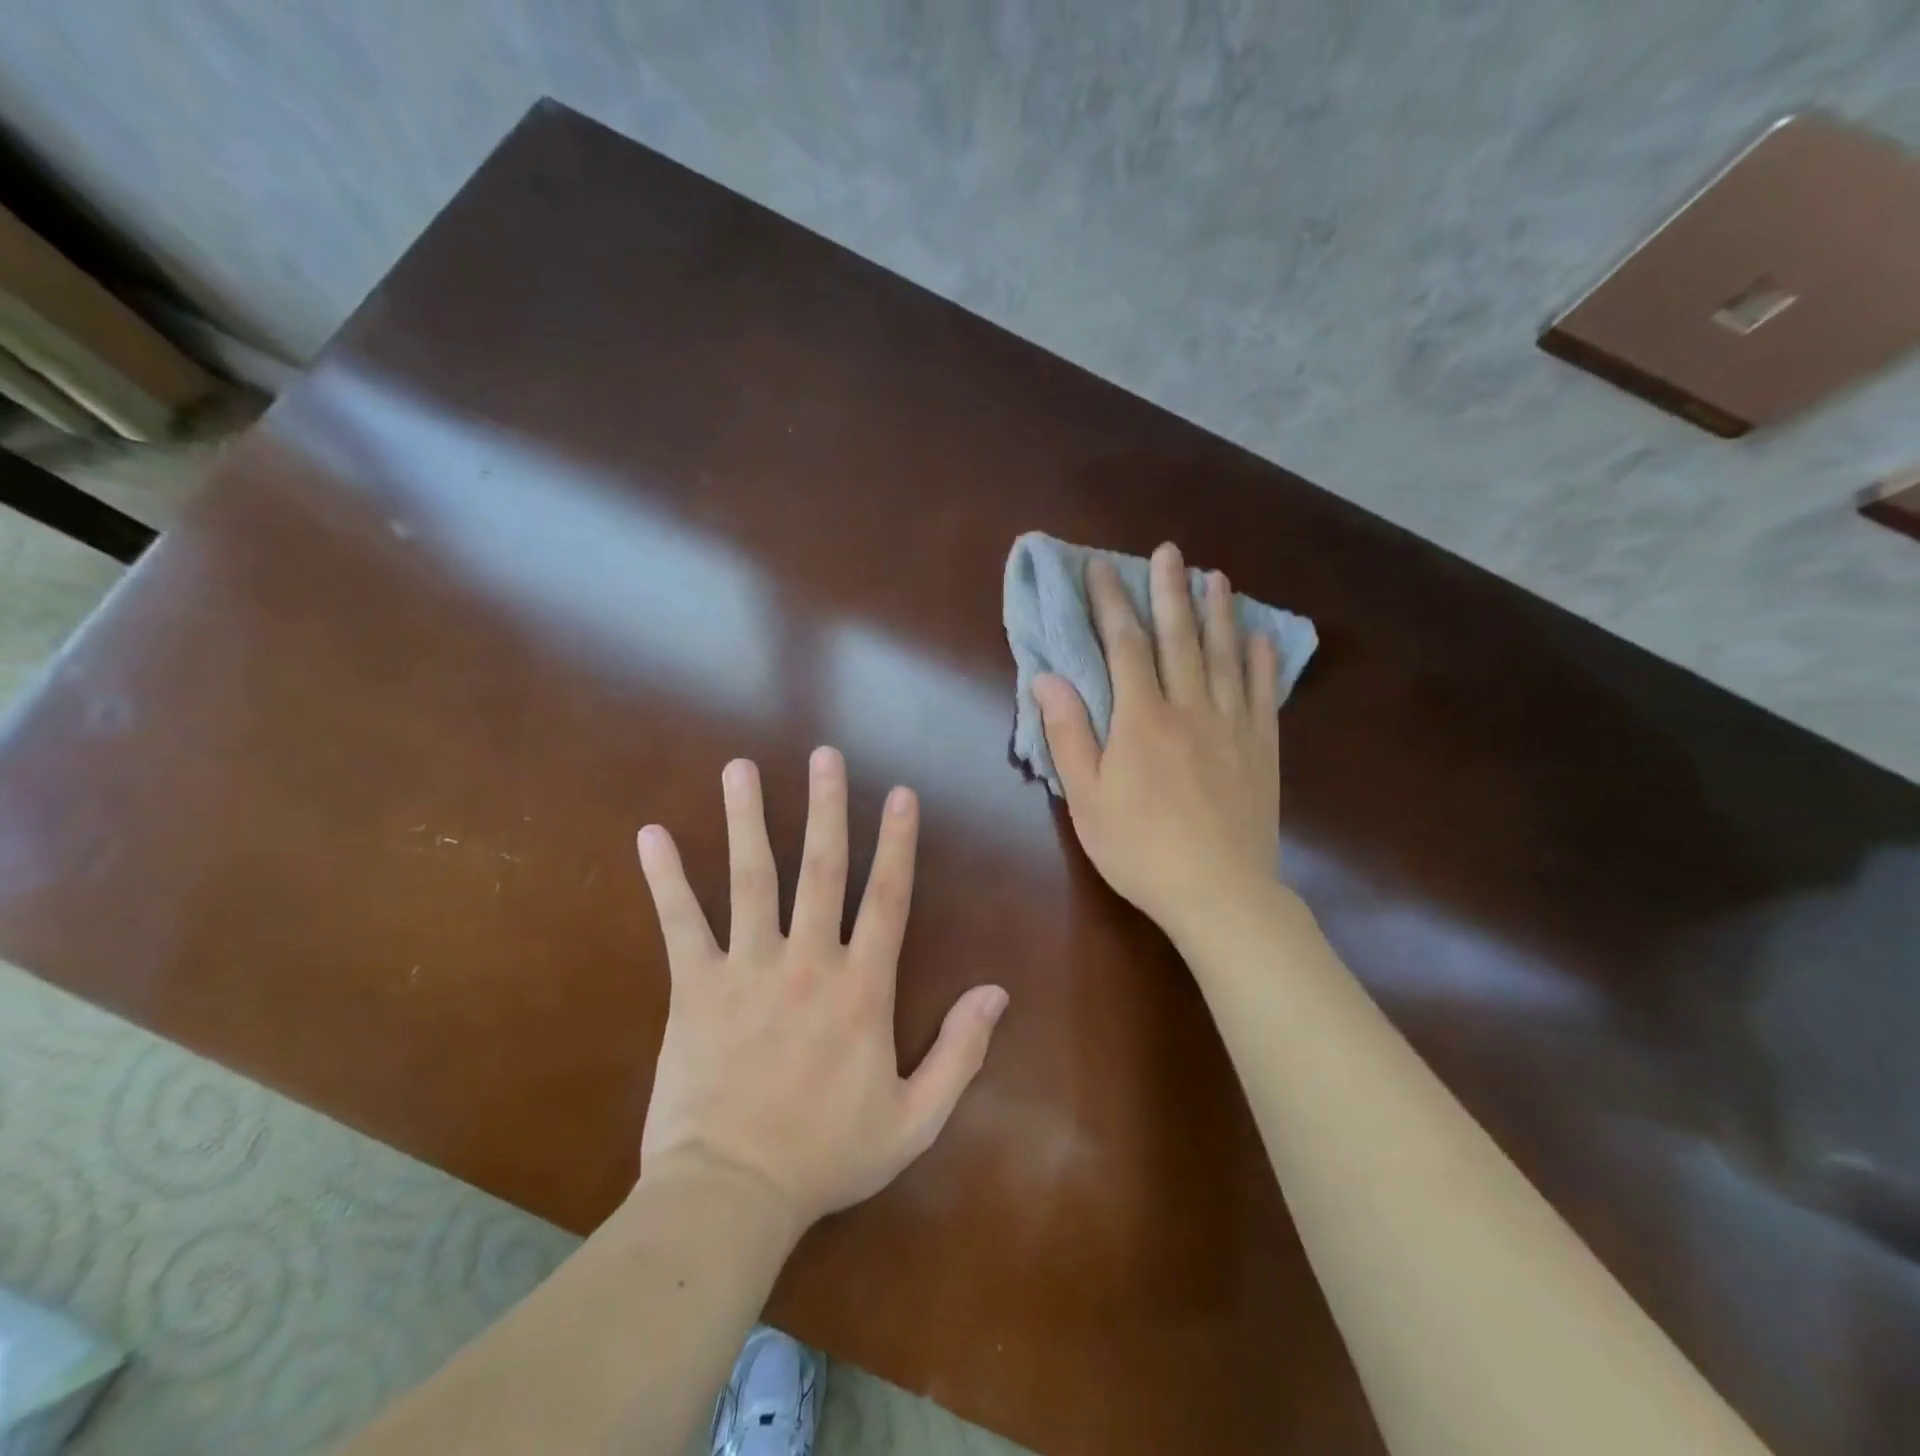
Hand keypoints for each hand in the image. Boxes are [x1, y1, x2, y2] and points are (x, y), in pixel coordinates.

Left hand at [634, 749, 1008, 1230]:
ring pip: (751, 879)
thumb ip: (960, 1052)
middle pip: (820, 869)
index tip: (900, 793)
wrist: (731, 1197)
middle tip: (825, 755)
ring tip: (740, 768)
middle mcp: (807, 962)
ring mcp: (747, 968)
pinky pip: (680, 923)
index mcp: (862, 989)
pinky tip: (651, 835)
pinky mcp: (696, 987)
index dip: (897, 842)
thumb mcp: (914, 1119)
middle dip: (826, 807)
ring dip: (747, 819)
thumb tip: (997, 992)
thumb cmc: (826, 1157)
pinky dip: (665, 879)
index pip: (887, 898)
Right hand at [1034, 543, 1281, 939]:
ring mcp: (1232, 726)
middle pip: (1179, 638)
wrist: (1220, 892)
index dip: (1110, 604)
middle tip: (1169, 552)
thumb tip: (1047, 678)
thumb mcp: (1087, 799)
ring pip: (1225, 655)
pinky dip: (1261, 661)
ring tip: (1215, 577)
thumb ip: (1069, 734)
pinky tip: (1260, 637)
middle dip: (1169, 591)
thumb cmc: (1140, 849)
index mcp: (1141, 719)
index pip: (1124, 646)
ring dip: (1218, 613)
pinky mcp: (1261, 748)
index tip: (1100, 569)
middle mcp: (1189, 708)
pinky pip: (1262, 693)